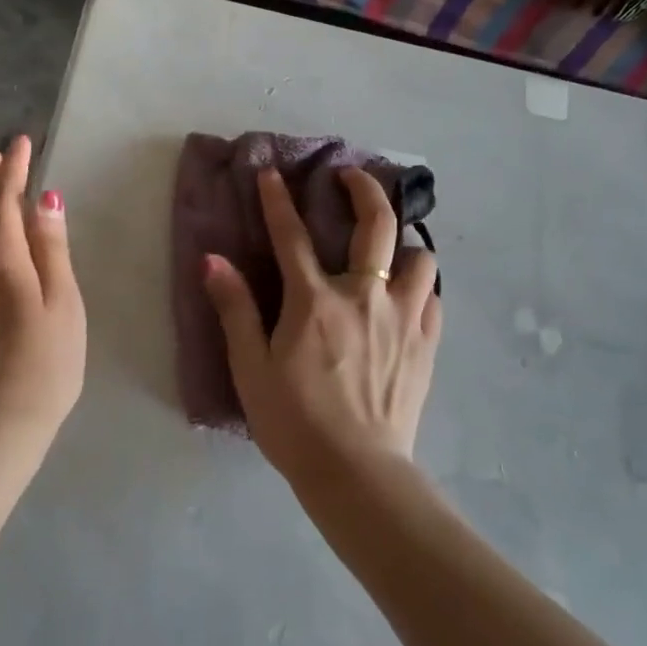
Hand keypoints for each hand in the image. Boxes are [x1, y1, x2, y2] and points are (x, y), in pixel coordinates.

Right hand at [203, 166, 440, 486]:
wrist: (357, 472)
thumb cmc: (294, 421)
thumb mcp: (250, 368)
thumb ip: (234, 309)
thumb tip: (213, 260)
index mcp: (315, 300)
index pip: (292, 235)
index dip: (278, 199)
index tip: (272, 172)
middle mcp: (364, 296)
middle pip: (376, 225)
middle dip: (364, 188)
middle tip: (351, 176)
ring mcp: (403, 318)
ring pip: (420, 258)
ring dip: (403, 244)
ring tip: (389, 249)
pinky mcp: (426, 344)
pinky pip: (433, 298)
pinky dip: (421, 287)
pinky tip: (410, 296)